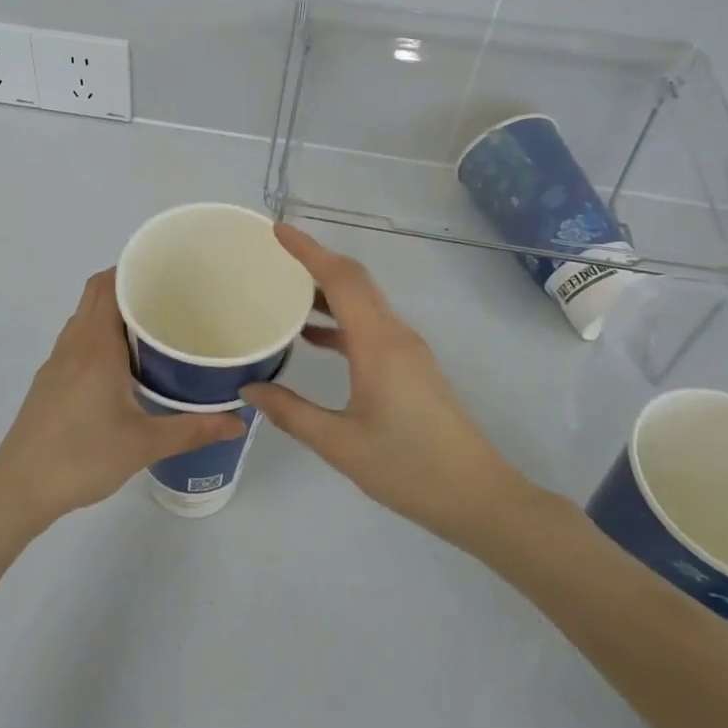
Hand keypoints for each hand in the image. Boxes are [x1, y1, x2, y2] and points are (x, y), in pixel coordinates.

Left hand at [0, 270, 246, 535]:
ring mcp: (56, 362)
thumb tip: (238, 420)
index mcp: (96, 345)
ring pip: (84, 317)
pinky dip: (98, 334)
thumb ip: (194, 429)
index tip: (168, 272)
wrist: (19, 489)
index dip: (134, 269)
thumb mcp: (144, 444)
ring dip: (111, 310)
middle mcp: (73, 343)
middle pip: (96, 294)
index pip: (110, 284)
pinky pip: (76, 339)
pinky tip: (121, 365)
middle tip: (169, 298)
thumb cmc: (82, 457)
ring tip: (151, 327)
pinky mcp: (48, 381)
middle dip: (128, 285)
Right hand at [242, 226, 535, 547]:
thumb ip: (291, 412)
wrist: (478, 497)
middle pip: (354, 281)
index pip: (341, 279)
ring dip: (327, 291)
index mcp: (378, 344)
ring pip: (364, 302)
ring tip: (284, 292)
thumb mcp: (339, 444)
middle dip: (315, 262)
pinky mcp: (411, 365)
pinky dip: (340, 319)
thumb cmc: (408, 469)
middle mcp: (395, 334)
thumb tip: (249, 388)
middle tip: (273, 256)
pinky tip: (313, 338)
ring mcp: (407, 349)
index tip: (277, 230)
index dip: (308, 250)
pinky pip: (370, 325)